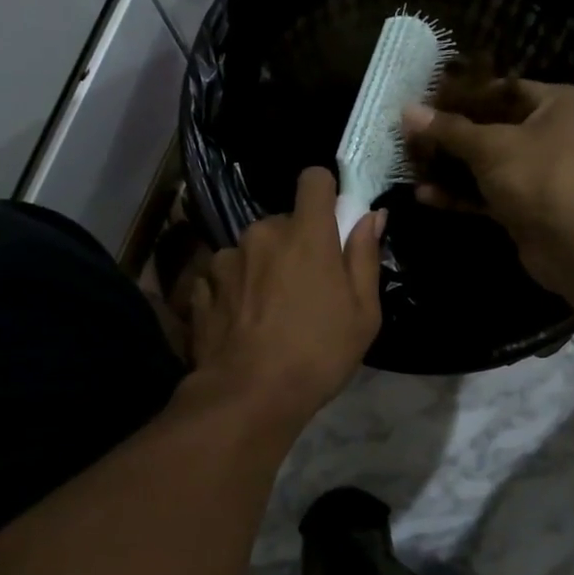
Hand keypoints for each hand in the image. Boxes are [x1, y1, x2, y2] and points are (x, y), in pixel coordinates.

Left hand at [187, 167, 383, 426]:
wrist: (248, 396)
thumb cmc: (318, 353)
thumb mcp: (363, 312)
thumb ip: (365, 256)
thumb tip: (371, 216)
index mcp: (305, 233)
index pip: (313, 178)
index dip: (325, 192)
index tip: (331, 220)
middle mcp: (261, 233)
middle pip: (283, 221)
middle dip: (296, 243)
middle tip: (307, 286)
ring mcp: (226, 259)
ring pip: (252, 249)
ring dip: (263, 267)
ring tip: (270, 311)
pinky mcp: (202, 286)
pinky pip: (225, 275)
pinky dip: (236, 290)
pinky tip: (243, 323)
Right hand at [403, 81, 573, 292]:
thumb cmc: (542, 176)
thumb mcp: (491, 146)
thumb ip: (448, 129)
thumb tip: (407, 111)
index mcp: (559, 104)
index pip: (504, 89)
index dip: (463, 94)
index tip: (425, 100)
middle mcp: (555, 134)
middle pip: (493, 127)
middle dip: (451, 134)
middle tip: (410, 133)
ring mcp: (541, 173)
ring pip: (488, 163)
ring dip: (451, 166)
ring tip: (411, 163)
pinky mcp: (528, 207)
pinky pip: (488, 193)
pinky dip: (461, 194)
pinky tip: (425, 195)